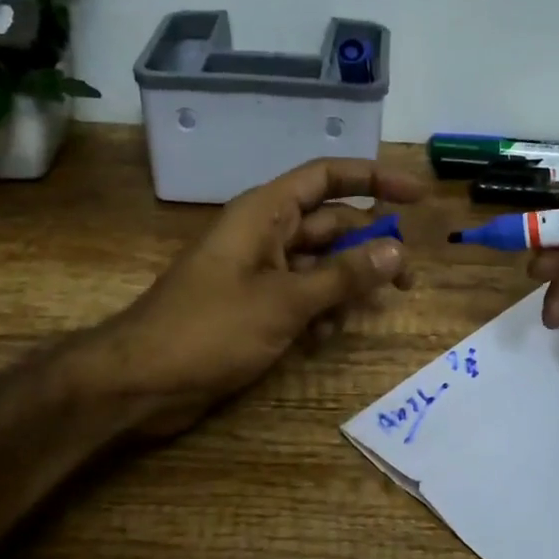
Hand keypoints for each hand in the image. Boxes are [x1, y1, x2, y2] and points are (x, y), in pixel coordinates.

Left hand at [86, 157, 425, 436]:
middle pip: (332, 225)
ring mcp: (260, 270)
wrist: (141, 381)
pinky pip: (302, 295)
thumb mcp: (284, 302)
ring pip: (320, 265)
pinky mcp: (255, 304)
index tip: (417, 196)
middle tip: (407, 280)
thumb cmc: (209, 329)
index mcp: (265, 213)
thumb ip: (342, 276)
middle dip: (369, 249)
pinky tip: (322, 340)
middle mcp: (265, 233)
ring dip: (344, 287)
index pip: (327, 177)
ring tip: (360, 316)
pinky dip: (319, 312)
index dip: (374, 179)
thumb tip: (397, 251)